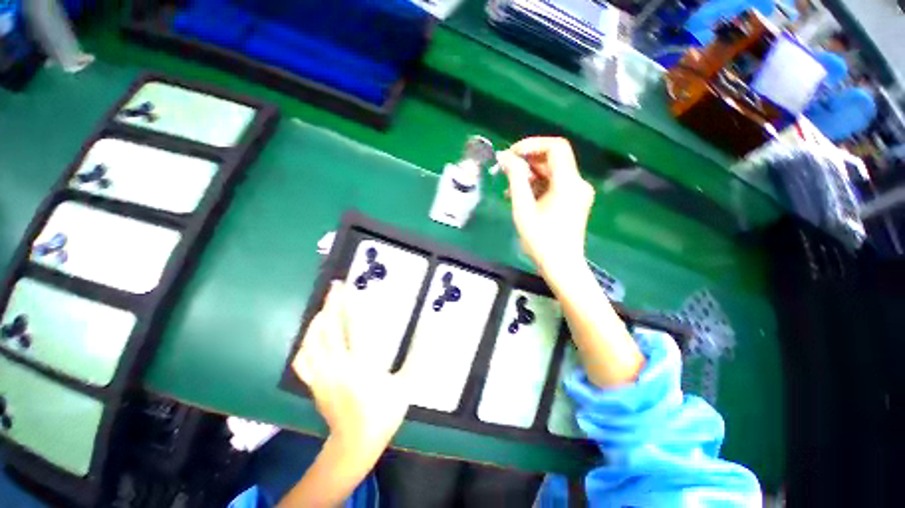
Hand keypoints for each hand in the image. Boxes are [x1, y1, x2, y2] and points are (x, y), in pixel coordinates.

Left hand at [291, 281, 409, 460]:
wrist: (354, 445)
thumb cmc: (382, 414)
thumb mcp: (405, 387)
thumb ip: (417, 359)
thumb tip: (430, 336)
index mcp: (359, 366)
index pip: (351, 328)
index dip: (347, 306)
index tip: (347, 289)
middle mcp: (336, 367)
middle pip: (328, 330)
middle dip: (330, 304)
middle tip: (334, 287)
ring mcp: (321, 376)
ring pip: (310, 342)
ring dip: (316, 320)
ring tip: (325, 306)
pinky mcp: (313, 384)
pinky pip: (302, 359)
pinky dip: (305, 343)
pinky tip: (311, 336)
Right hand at [497, 137, 593, 272]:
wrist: (561, 267)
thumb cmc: (541, 241)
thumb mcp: (523, 209)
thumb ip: (515, 179)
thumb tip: (505, 158)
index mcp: (568, 183)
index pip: (555, 147)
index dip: (532, 145)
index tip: (511, 154)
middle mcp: (578, 183)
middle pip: (553, 160)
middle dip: (528, 162)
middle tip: (506, 171)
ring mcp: (578, 193)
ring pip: (553, 173)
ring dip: (530, 175)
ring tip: (509, 188)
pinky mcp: (574, 202)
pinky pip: (555, 185)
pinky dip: (538, 186)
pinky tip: (521, 196)